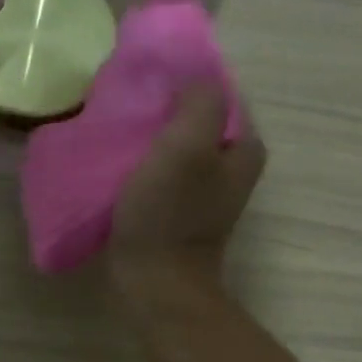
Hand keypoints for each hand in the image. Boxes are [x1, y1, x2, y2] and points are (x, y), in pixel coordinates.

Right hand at [110, 84, 265, 293]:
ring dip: (150, 133)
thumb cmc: (170, 214)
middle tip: (128, 100)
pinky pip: (162, 169)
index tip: (148, 78)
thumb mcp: (187, 145)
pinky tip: (117, 157)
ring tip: (117, 125)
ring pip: (177, 143)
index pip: (218, 93)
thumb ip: (199, 101)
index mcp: (244, 147)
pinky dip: (143, 160)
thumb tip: (191, 78)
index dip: (185, 80)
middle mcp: (231, 167)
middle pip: (197, 118)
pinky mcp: (179, 209)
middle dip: (165, 106)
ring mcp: (204, 191)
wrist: (155, 283)